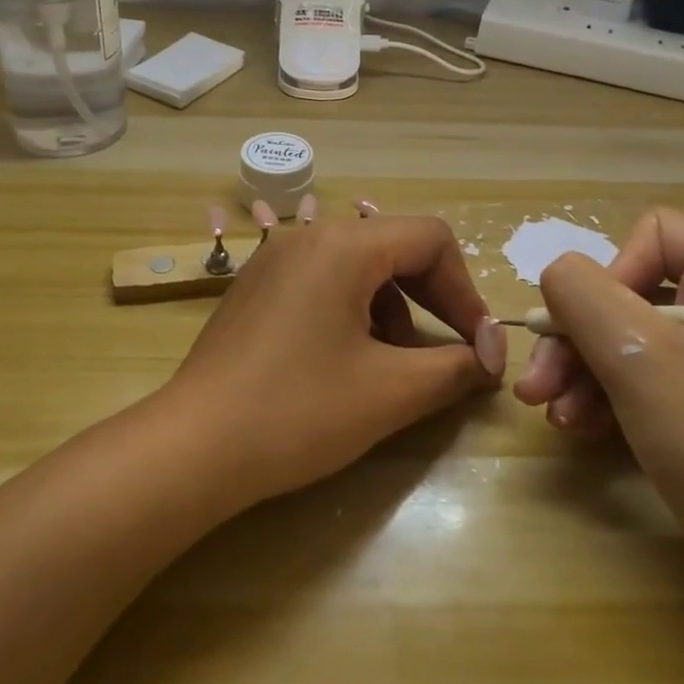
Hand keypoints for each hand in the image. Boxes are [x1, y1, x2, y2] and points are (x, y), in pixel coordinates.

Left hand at [160, 212, 506, 506]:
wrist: (193, 446)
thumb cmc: (298, 411)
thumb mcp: (390, 392)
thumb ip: (454, 368)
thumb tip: (490, 359)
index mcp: (343, 245)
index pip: (430, 238)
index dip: (465, 290)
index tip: (479, 346)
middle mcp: (307, 236)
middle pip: (394, 247)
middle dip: (434, 298)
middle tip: (454, 351)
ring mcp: (274, 260)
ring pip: (358, 267)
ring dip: (394, 309)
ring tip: (397, 365)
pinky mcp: (255, 288)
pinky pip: (322, 282)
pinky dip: (354, 312)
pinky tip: (349, 362)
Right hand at [515, 209, 683, 624]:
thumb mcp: (638, 353)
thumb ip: (581, 293)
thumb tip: (555, 278)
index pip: (653, 234)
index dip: (609, 271)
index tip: (587, 325)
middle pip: (627, 294)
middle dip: (574, 337)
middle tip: (535, 385)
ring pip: (623, 341)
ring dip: (578, 373)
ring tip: (551, 415)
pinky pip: (638, 383)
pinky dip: (601, 400)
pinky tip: (576, 430)